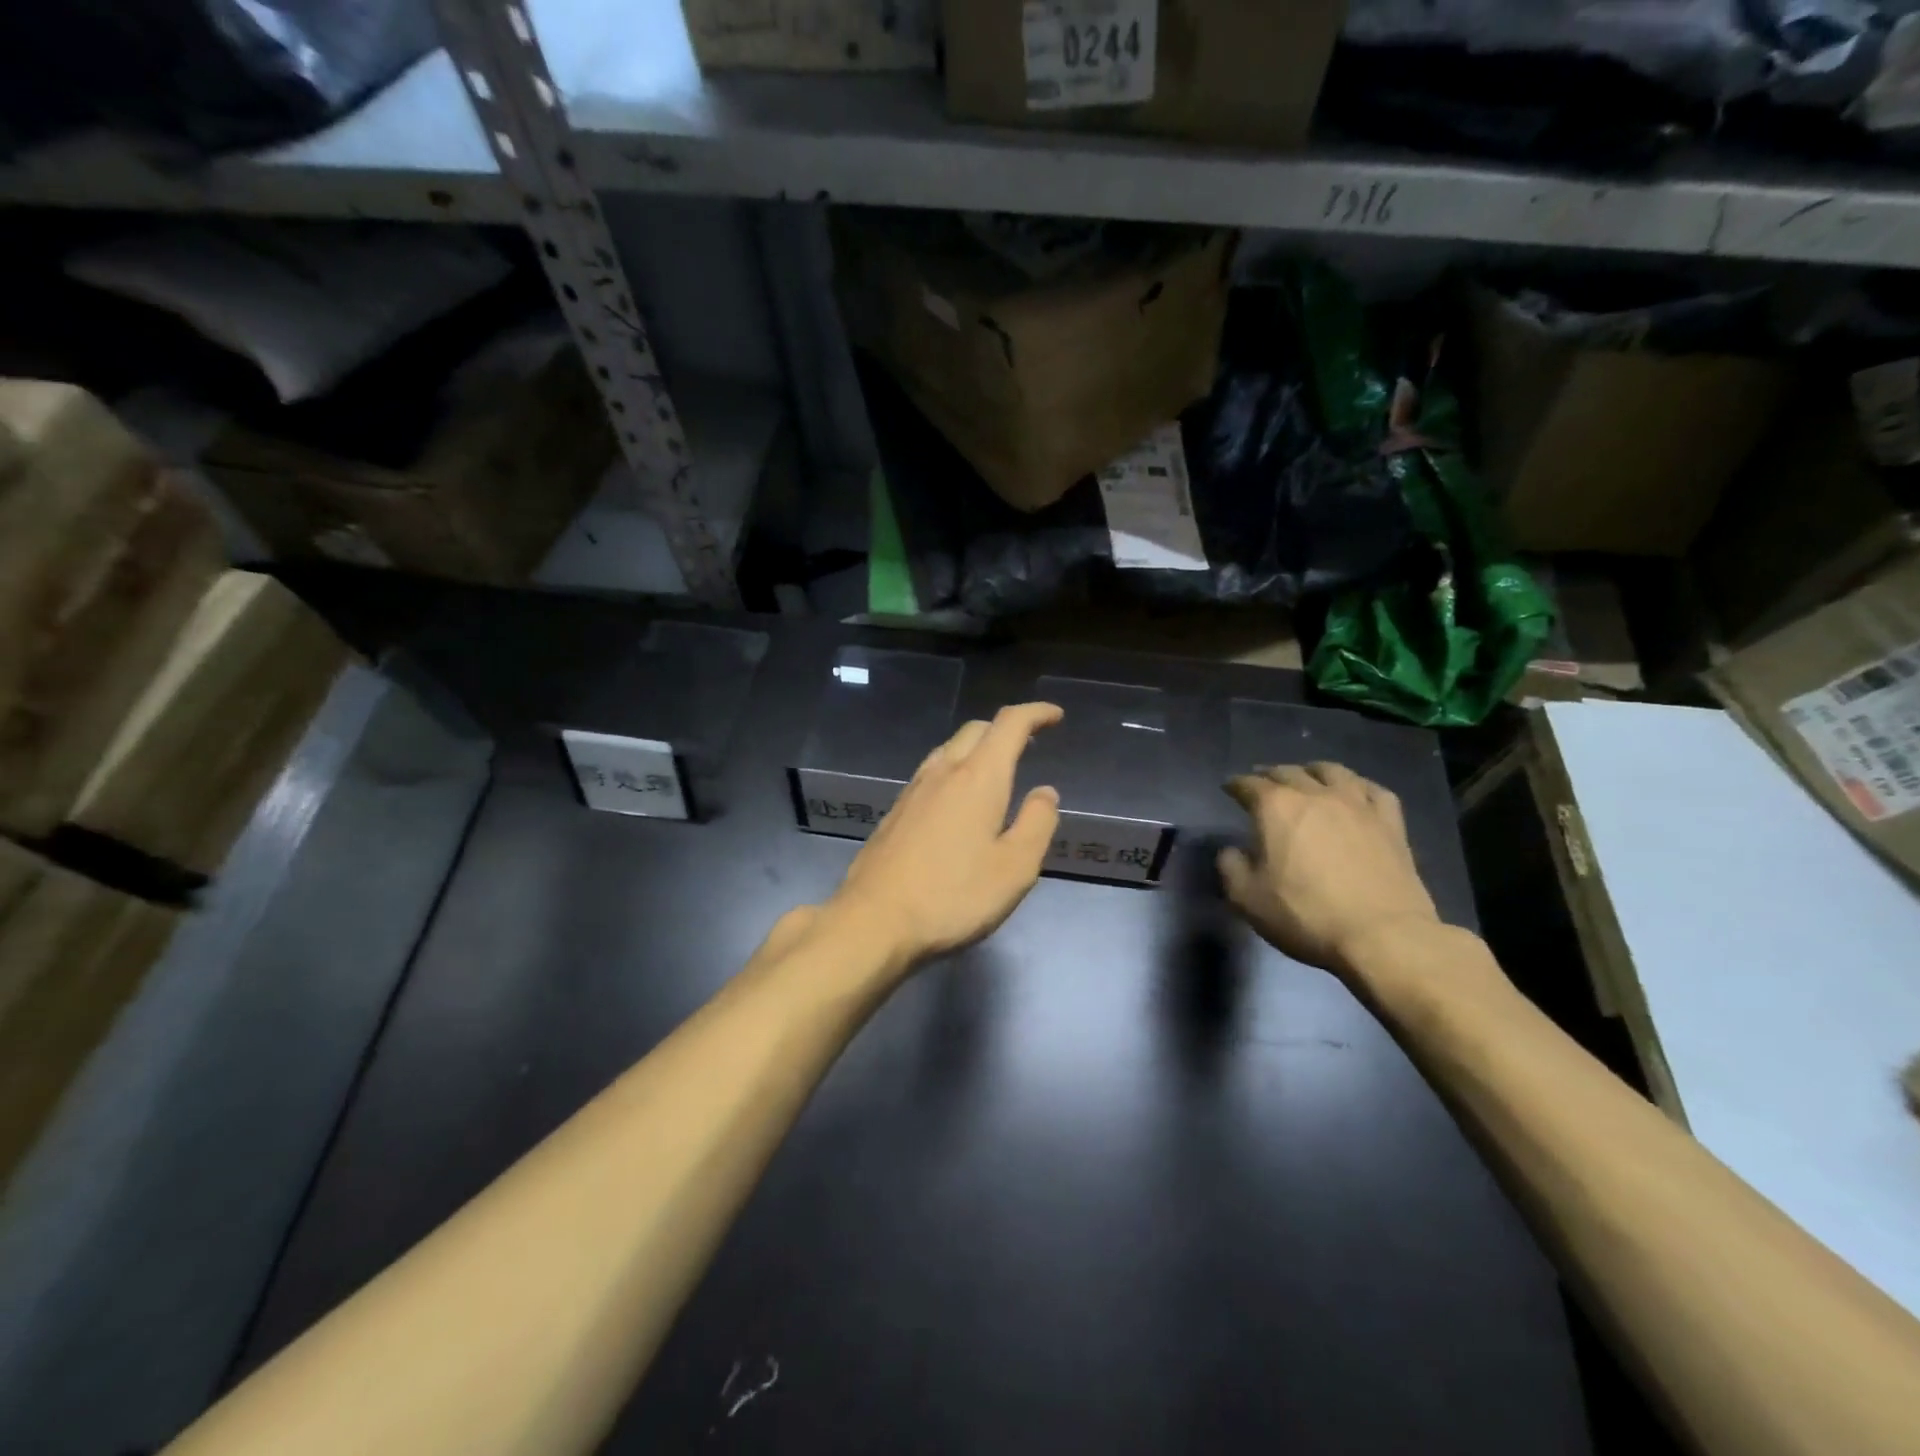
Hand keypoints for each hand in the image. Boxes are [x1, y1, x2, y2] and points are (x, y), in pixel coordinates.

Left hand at [828, 703, 1063, 969]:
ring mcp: (913, 791)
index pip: (1009, 725)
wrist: (874, 921)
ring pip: (949, 750)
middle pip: (976, 730)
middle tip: (1029, 743)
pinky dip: (955, 770)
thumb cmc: (953, 896)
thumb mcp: (1015, 868)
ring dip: (977, 748)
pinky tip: (957, 800)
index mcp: (978, 778)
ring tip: (995, 769)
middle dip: (1005, 728)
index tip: (1055, 716)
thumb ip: (1037, 823)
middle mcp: (943, 772)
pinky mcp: (895, 812)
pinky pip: (931, 773)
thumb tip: (1045, 792)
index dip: (1035, 713)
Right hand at [1219, 762, 1439, 977]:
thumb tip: (1232, 851)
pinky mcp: (1390, 822)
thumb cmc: (1305, 914)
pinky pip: (1373, 790)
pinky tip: (1355, 792)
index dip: (1235, 785)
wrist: (1382, 935)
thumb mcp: (1247, 899)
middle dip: (1270, 775)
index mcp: (1276, 807)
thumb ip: (1231, 867)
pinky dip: (1358, 785)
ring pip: (1332, 771)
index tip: (1229, 788)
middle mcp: (1315, 795)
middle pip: (1288, 772)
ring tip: (1307, 777)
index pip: (1248, 785)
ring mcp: (1357, 805)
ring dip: (1312, 771)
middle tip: (1262, 783)